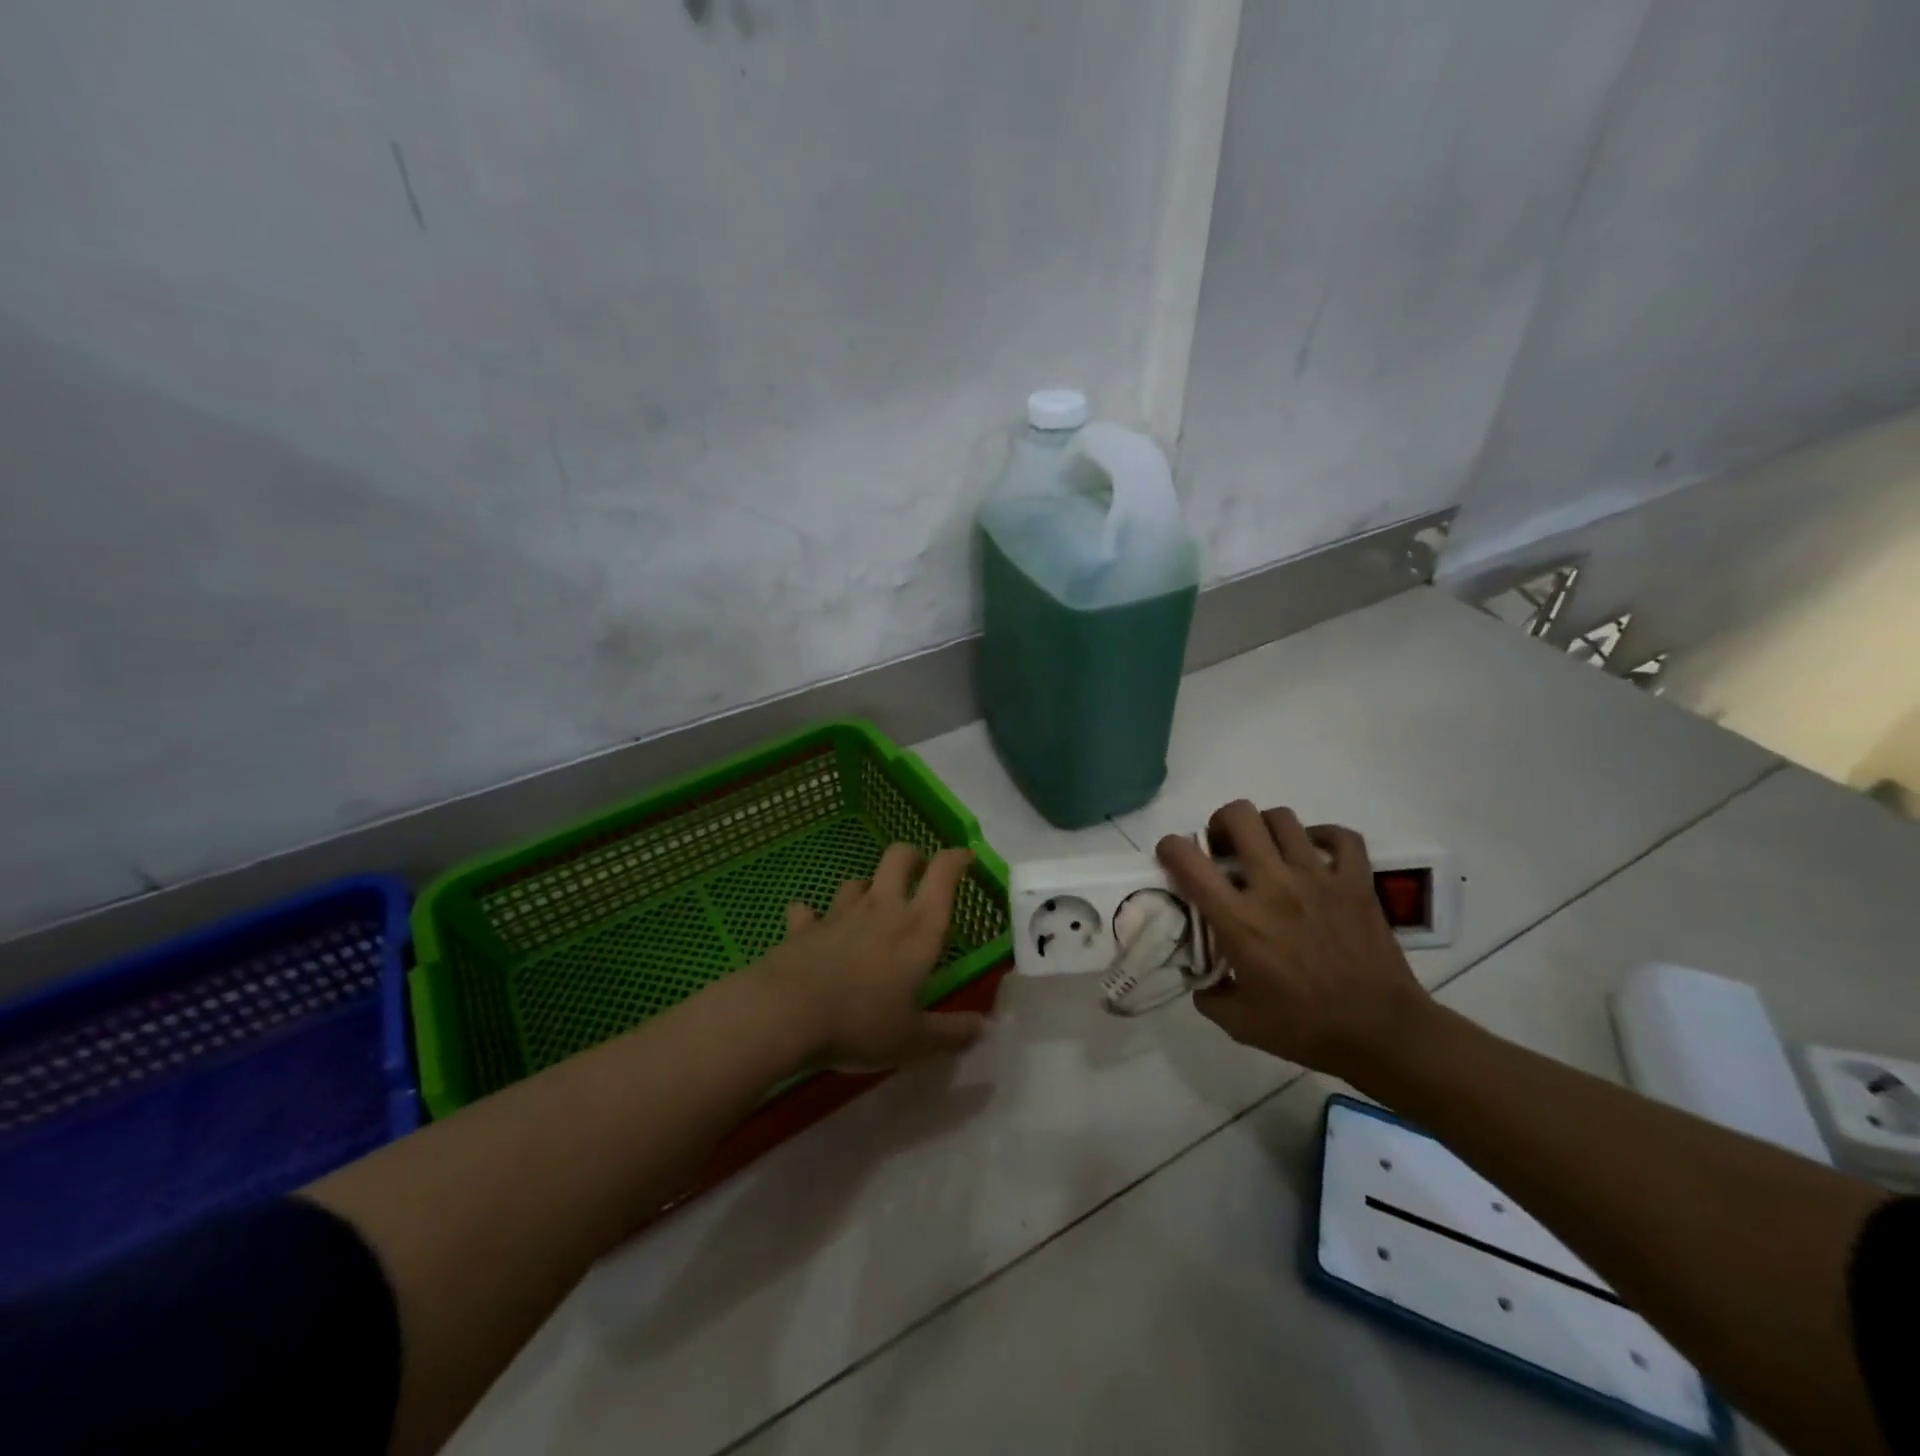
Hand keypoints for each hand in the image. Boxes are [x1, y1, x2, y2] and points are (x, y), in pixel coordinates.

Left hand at [756, 844, 988, 1069]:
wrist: (785, 1014)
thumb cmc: (860, 1023)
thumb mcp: (913, 1040)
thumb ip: (950, 1033)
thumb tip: (984, 1028)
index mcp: (918, 929)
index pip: (943, 874)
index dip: (957, 858)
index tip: (966, 858)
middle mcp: (881, 909)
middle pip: (898, 858)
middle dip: (912, 856)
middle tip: (919, 871)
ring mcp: (839, 914)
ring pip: (856, 881)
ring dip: (867, 887)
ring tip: (871, 906)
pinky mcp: (803, 927)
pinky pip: (808, 912)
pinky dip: (812, 916)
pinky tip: (812, 926)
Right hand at [1157, 801, 1430, 1076]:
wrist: (1382, 1033)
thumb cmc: (1306, 1028)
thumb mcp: (1239, 1023)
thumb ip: (1208, 995)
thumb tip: (1199, 978)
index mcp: (1238, 919)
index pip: (1188, 860)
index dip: (1170, 847)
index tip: (1172, 856)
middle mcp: (1274, 886)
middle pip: (1239, 817)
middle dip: (1221, 823)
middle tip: (1223, 847)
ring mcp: (1319, 878)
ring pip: (1283, 818)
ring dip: (1265, 828)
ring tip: (1266, 850)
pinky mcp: (1356, 882)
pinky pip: (1341, 836)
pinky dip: (1323, 836)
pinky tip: (1314, 853)